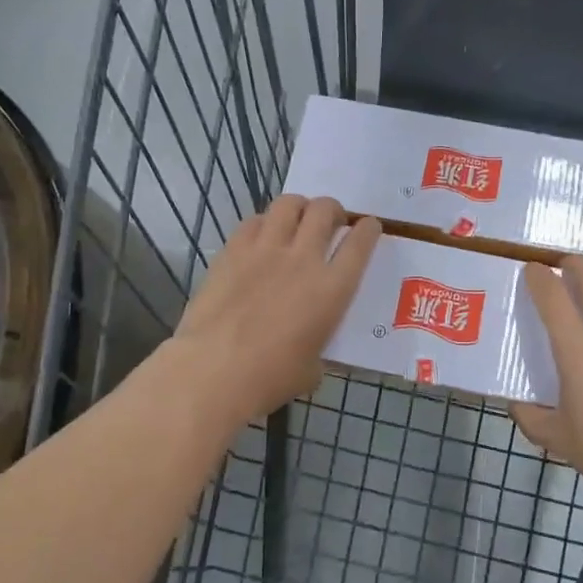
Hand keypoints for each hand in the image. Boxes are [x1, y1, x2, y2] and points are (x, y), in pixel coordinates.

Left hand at [169, 195, 381, 424]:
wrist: (214, 370)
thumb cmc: (270, 378)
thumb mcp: (311, 369)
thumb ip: (318, 348)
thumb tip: (311, 349)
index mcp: (332, 289)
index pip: (360, 244)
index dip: (368, 229)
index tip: (369, 226)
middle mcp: (304, 259)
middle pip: (325, 211)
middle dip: (333, 210)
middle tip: (331, 220)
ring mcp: (266, 250)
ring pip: (289, 205)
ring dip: (300, 206)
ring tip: (298, 217)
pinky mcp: (233, 250)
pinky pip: (253, 221)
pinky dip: (263, 222)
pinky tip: (261, 235)